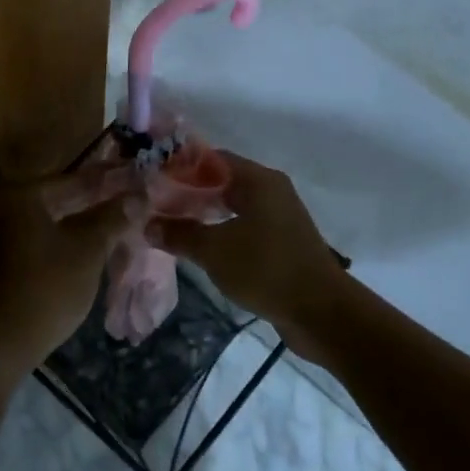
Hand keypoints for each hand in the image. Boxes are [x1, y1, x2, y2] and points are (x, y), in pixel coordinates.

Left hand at [0, 180, 130, 381]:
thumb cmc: (47, 287)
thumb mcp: (88, 249)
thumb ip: (112, 218)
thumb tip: (136, 196)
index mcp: (18, 196)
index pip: (71, 181)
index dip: (104, 184)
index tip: (130, 184)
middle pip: (54, 202)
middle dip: (89, 207)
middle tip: (124, 208)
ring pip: (42, 226)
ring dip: (73, 228)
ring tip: (108, 233)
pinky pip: (30, 246)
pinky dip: (54, 247)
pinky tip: (79, 256)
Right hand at [147, 152, 348, 361]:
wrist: (320, 311)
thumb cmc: (265, 269)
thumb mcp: (214, 251)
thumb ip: (180, 234)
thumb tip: (149, 225)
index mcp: (258, 180)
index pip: (213, 159)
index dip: (182, 167)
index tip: (154, 180)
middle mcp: (272, 190)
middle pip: (224, 181)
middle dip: (191, 192)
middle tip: (158, 205)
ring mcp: (280, 217)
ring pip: (235, 206)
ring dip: (206, 214)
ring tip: (174, 226)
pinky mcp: (283, 241)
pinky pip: (246, 226)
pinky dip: (223, 231)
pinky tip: (202, 247)